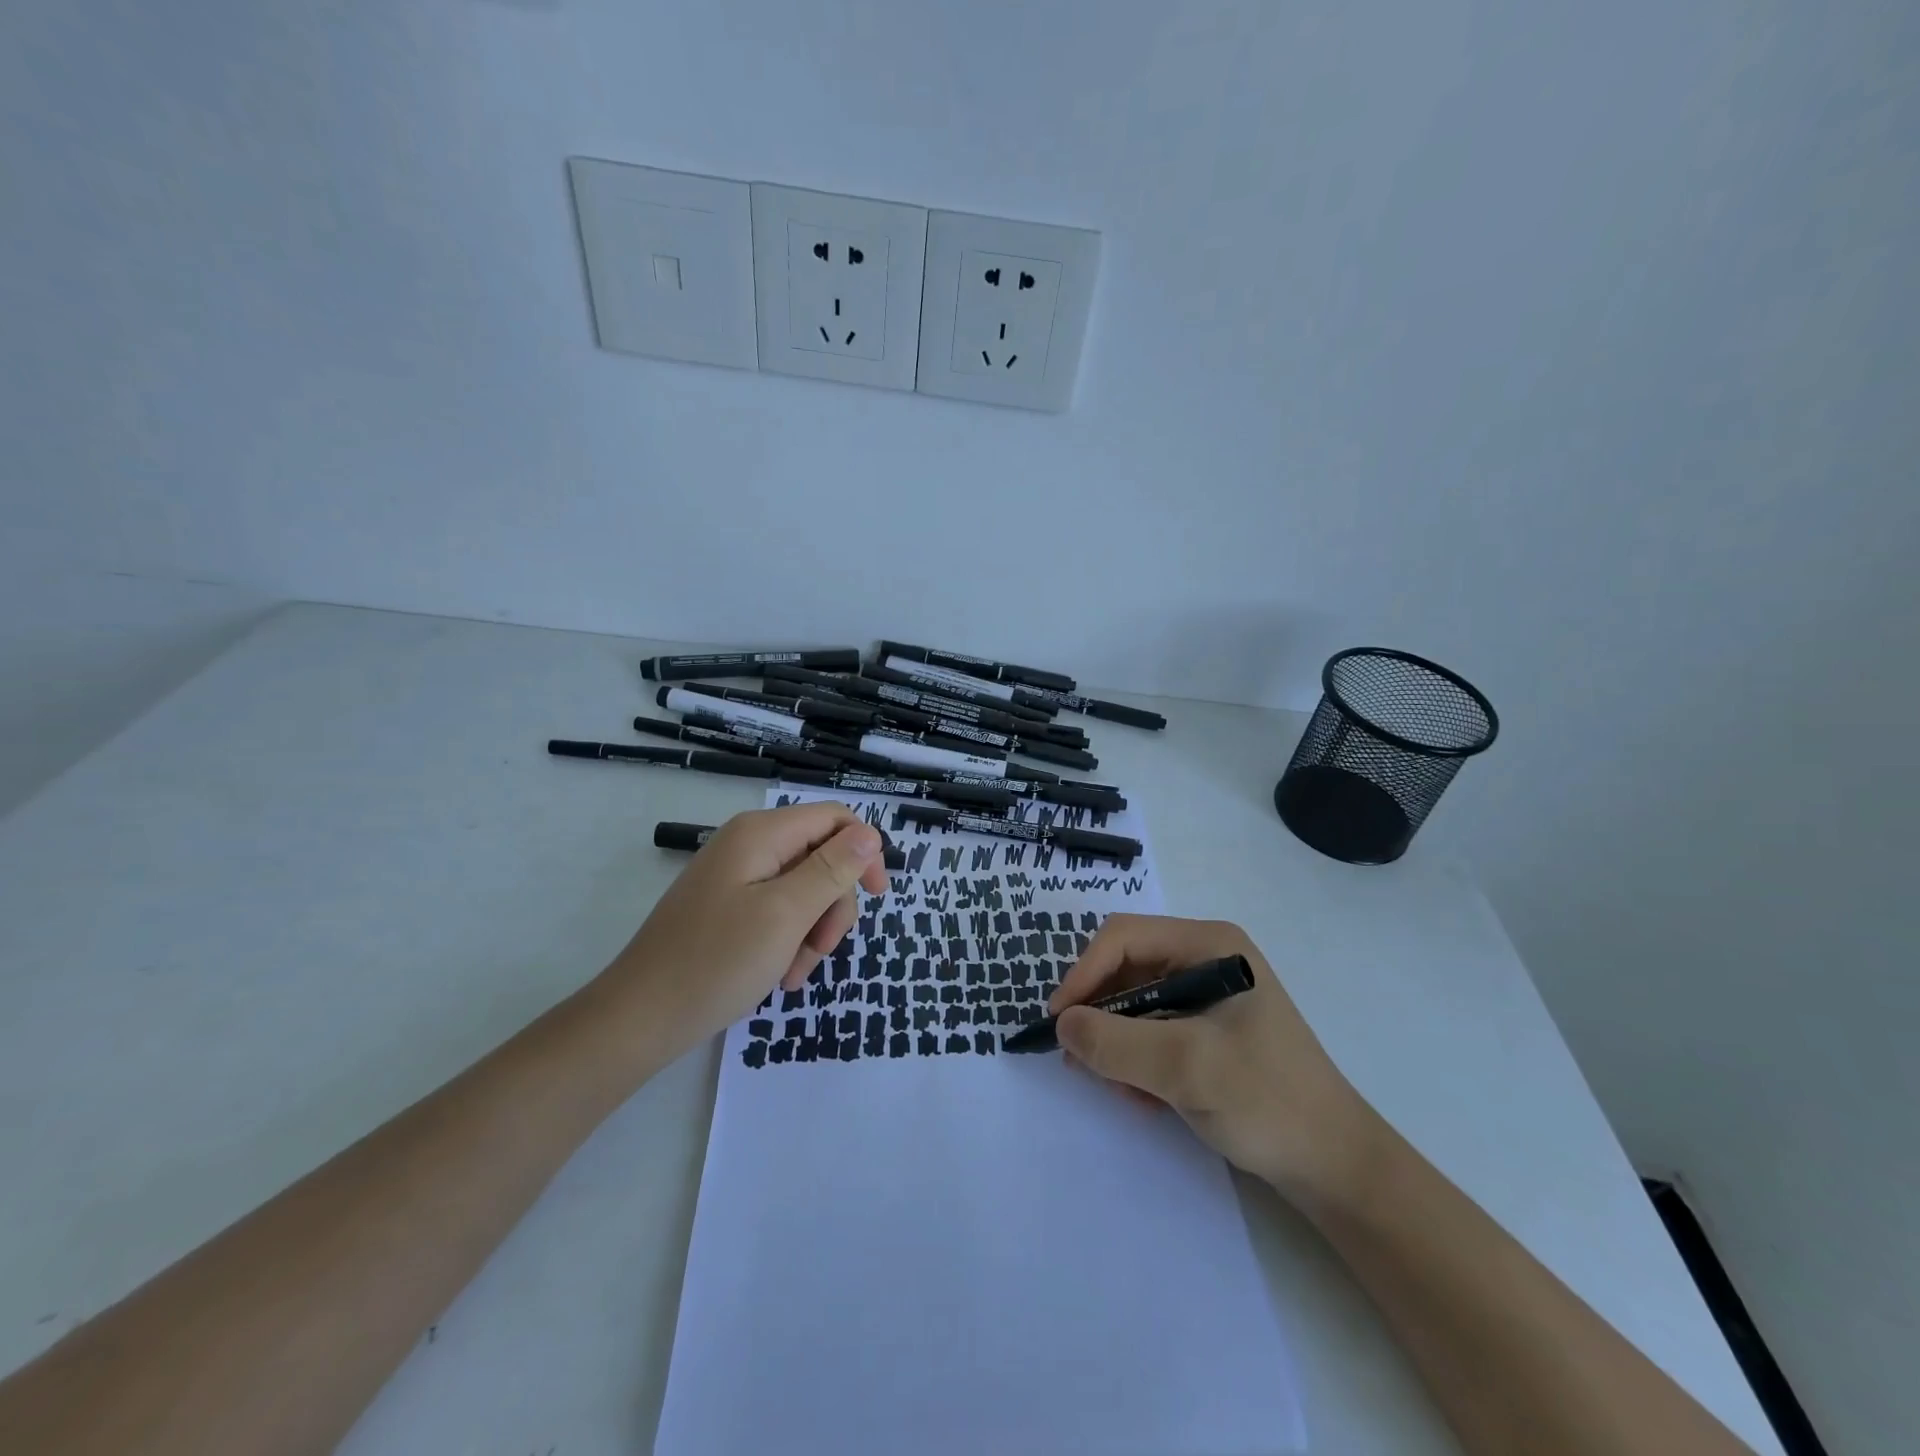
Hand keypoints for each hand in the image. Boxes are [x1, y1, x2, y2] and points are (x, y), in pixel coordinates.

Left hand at [593, 803, 888, 1061]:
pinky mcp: (730, 906)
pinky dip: (790, 940)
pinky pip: (780, 911)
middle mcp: (750, 845)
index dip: (864, 851)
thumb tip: (871, 834)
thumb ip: (832, 870)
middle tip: (823, 949)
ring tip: (795, 972)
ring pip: (805, 889)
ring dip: (813, 931)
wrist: (639, 1018)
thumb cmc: (717, 962)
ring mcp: (738, 876)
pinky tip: (781, 975)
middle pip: (822, 857)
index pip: (835, 818)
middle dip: (833, 905)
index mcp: (762, 833)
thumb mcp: (786, 915)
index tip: (877, 896)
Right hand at [1050, 914, 1379, 1201]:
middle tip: (1082, 1061)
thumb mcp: (1186, 1068)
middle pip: (1125, 969)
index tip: (1059, 1022)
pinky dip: (1136, 1060)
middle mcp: (1204, 959)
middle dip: (1100, 1015)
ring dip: (1116, 1044)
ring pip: (1132, 1004)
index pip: (1123, 938)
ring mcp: (1206, 994)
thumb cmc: (1267, 1101)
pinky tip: (1145, 1098)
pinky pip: (1150, 1031)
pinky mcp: (1206, 1030)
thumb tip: (1061, 1024)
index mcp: (1208, 945)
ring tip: (1121, 1090)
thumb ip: (1116, 1042)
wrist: (1336, 1167)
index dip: (1084, 973)